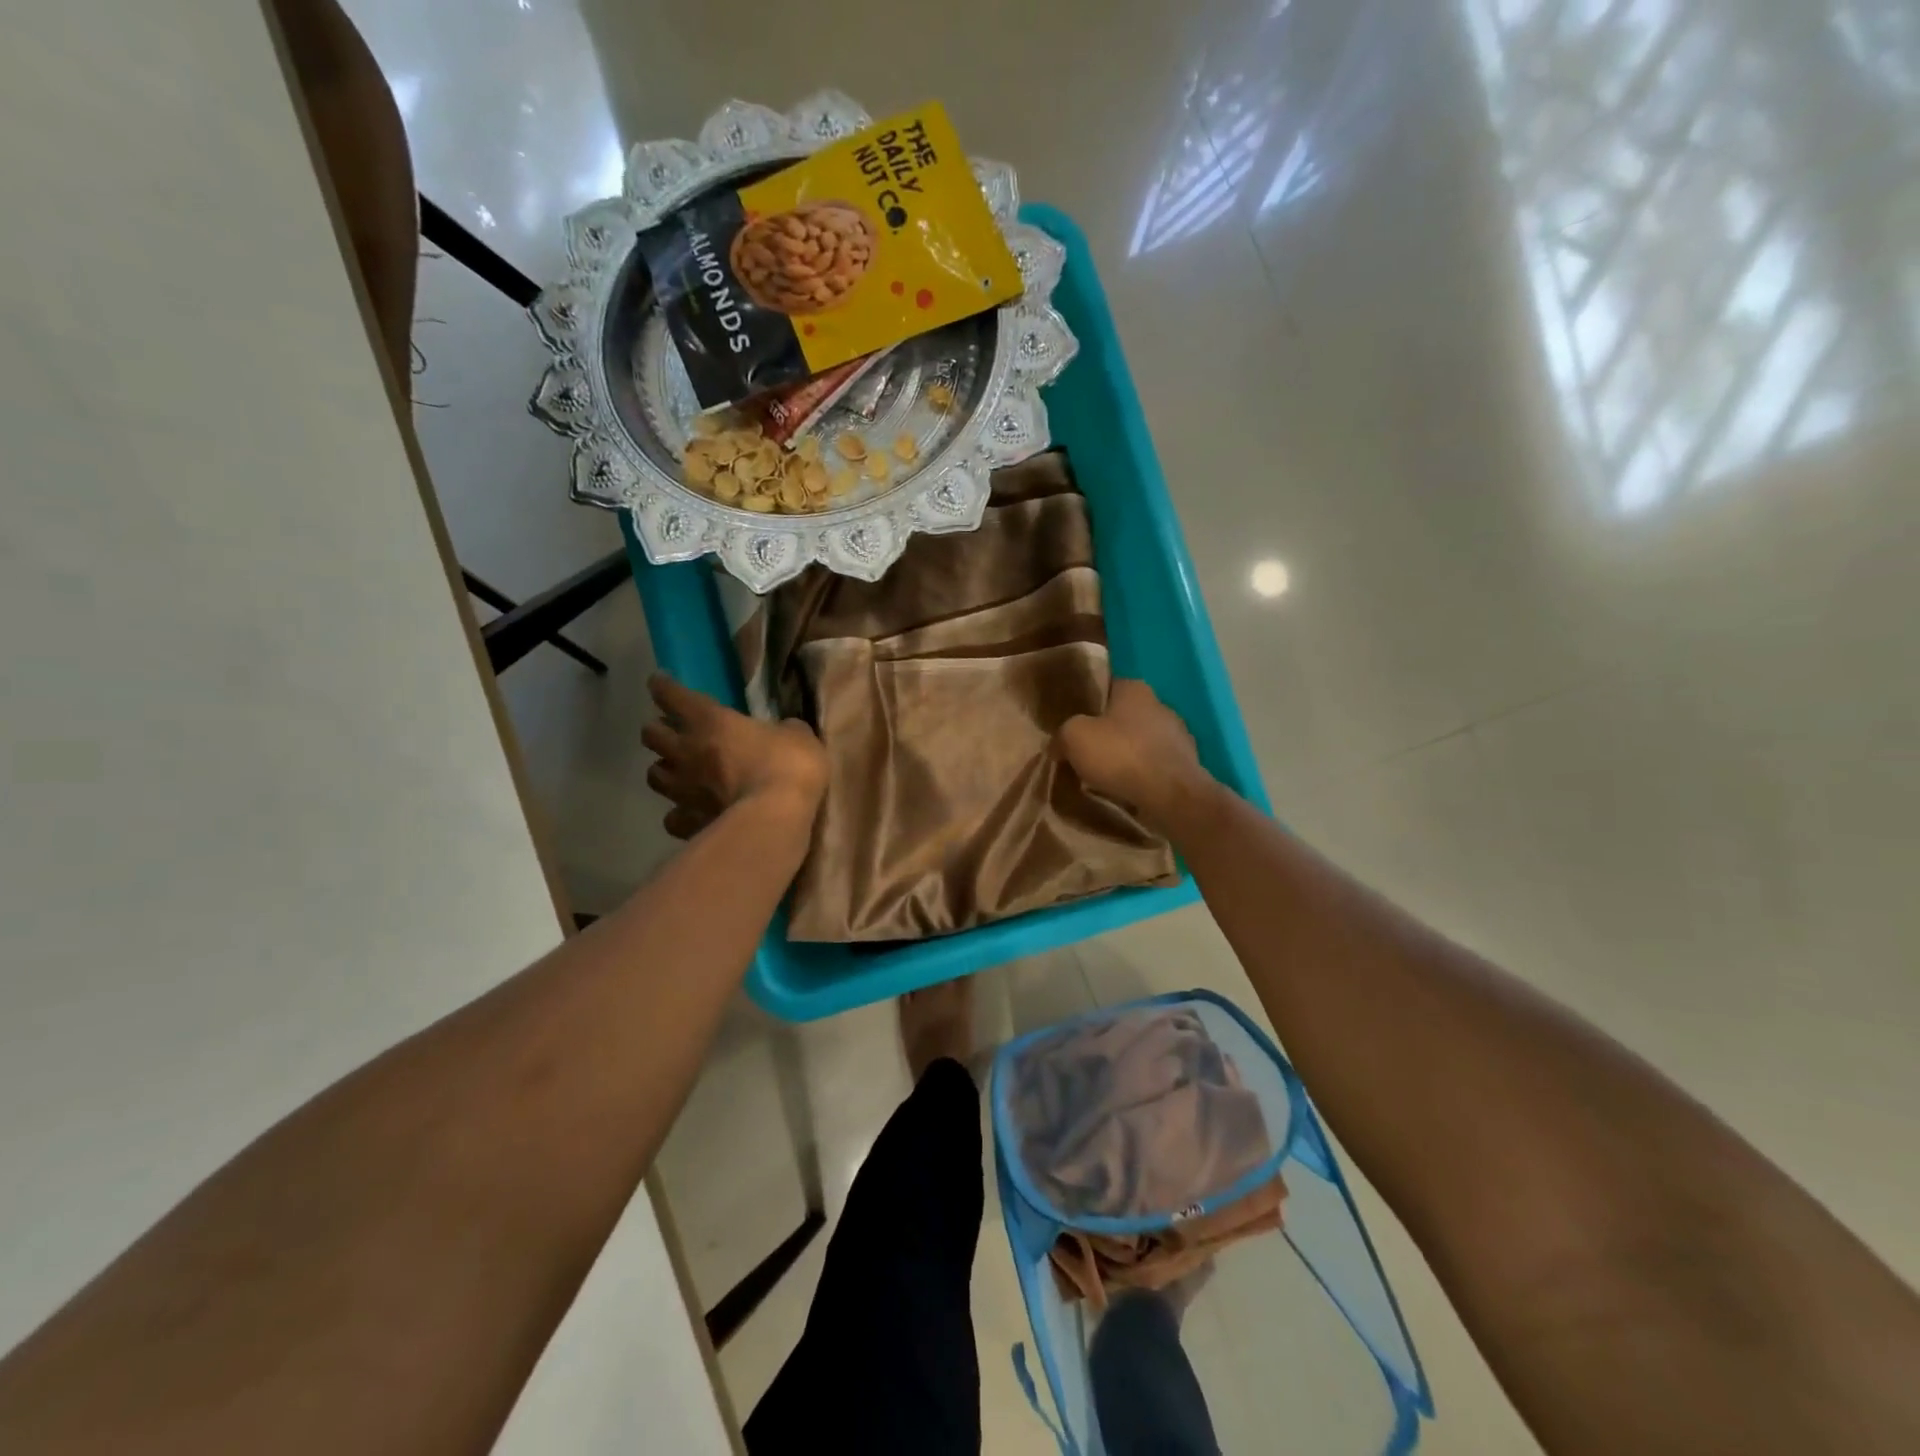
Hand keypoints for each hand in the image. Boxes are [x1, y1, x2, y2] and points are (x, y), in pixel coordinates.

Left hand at [642, 674, 827, 839]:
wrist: (775, 817)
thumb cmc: (788, 766)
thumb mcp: (798, 735)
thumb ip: (783, 730)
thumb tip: (784, 731)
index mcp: (711, 721)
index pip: (672, 695)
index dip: (663, 686)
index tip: (660, 682)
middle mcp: (687, 751)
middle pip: (650, 735)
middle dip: (658, 730)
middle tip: (673, 732)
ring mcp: (683, 790)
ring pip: (653, 774)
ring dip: (664, 769)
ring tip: (679, 772)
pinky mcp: (687, 822)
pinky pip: (673, 816)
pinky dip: (680, 813)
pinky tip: (693, 813)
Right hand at [1056, 678, 1215, 827]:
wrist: (1169, 795)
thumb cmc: (1120, 755)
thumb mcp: (1073, 737)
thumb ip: (1062, 734)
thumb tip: (1058, 745)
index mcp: (1135, 689)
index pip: (1106, 688)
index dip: (1088, 705)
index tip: (1074, 724)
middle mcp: (1160, 705)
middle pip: (1124, 716)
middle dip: (1107, 733)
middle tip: (1085, 752)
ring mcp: (1178, 735)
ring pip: (1141, 742)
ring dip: (1126, 755)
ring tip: (1105, 776)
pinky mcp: (1186, 764)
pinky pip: (1154, 765)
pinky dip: (1142, 774)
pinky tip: (1128, 789)